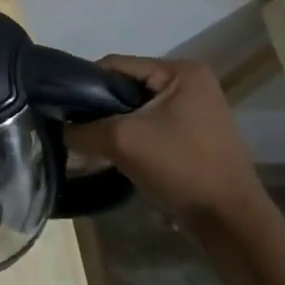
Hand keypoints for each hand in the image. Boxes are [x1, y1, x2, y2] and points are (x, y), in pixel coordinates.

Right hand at [63, 56, 269, 227]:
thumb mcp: (122, 141)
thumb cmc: (180, 167)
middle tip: (73, 128)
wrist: (228, 219)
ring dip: (111, 124)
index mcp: (181, 71)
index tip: (61, 108)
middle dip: (98, 107)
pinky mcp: (191, 134)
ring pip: (134, 108)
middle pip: (125, 86)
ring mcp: (193, 109)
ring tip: (88, 142)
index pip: (116, 65)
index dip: (84, 84)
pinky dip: (128, 136)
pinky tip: (111, 153)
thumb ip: (82, 130)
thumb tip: (56, 128)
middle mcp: (190, 82)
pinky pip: (148, 125)